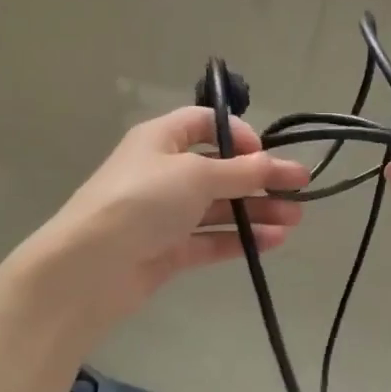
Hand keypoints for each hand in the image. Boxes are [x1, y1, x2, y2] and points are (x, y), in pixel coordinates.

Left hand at [16, 106, 309, 328]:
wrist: (90, 266)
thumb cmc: (142, 201)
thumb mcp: (196, 175)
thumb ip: (243, 171)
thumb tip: (282, 165)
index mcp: (161, 140)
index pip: (204, 124)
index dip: (238, 134)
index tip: (266, 154)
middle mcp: (163, 174)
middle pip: (220, 170)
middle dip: (260, 180)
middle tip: (300, 192)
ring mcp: (165, 215)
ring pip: (219, 209)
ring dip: (257, 212)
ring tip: (295, 220)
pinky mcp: (169, 251)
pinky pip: (211, 240)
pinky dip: (240, 240)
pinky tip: (273, 242)